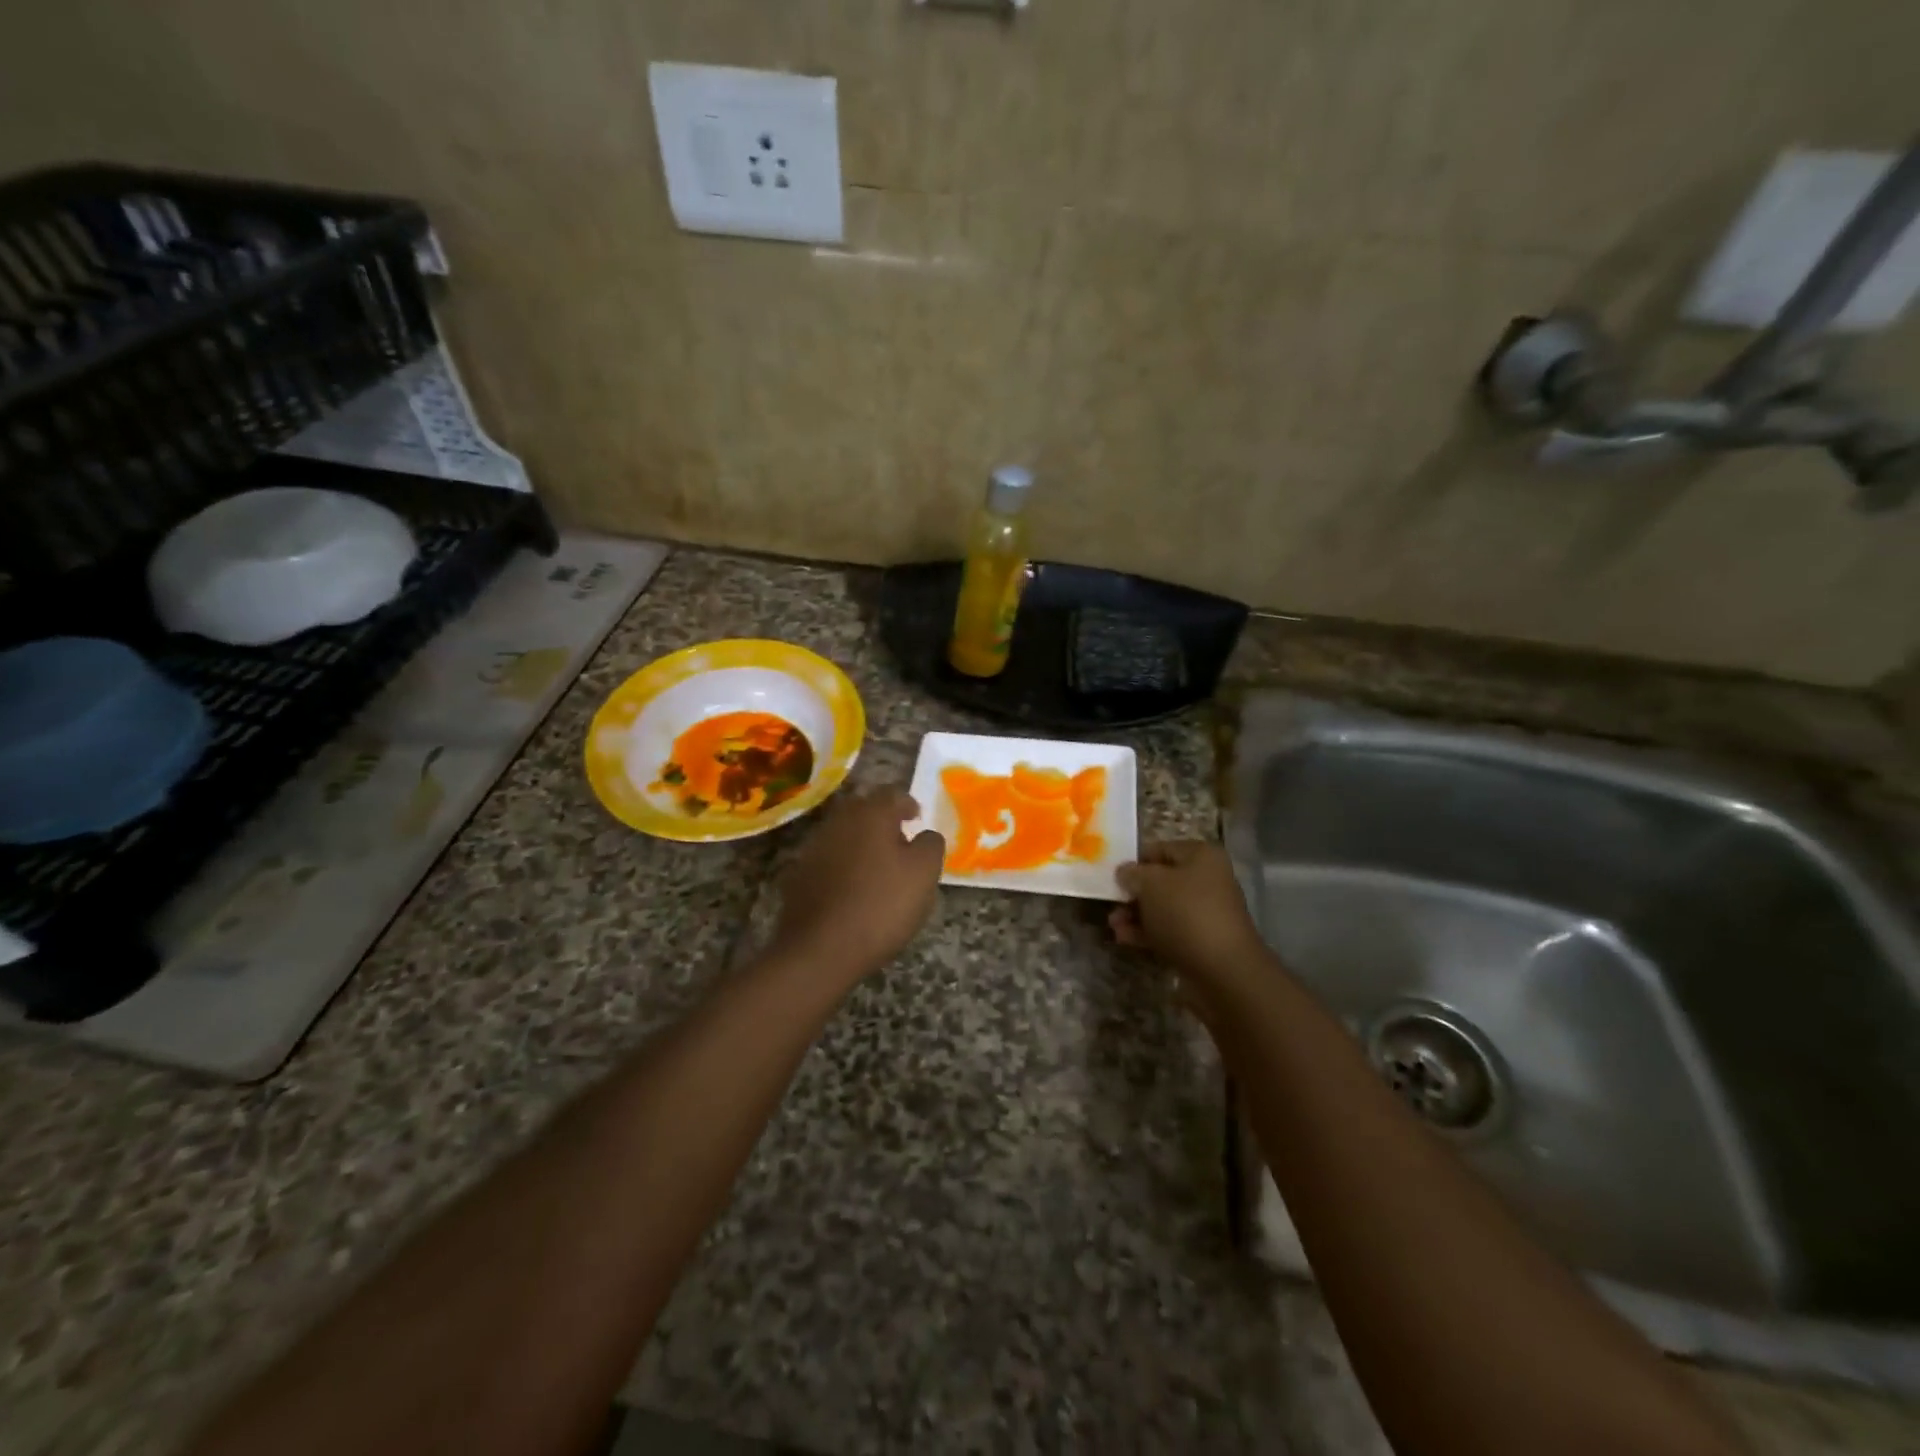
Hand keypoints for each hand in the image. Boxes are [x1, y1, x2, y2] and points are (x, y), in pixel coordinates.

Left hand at [772, 788, 945, 981]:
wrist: (820, 949)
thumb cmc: (882, 905)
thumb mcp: (924, 874)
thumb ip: (930, 845)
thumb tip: (925, 834)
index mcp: (871, 814)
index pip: (893, 794)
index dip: (908, 804)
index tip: (917, 819)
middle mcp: (839, 822)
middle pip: (864, 811)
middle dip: (882, 822)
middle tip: (900, 842)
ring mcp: (814, 848)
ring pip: (844, 835)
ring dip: (861, 844)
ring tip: (878, 869)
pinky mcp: (799, 876)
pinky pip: (828, 861)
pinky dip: (842, 867)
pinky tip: (852, 890)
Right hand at [1111, 841, 1268, 988]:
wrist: (1223, 971)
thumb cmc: (1186, 913)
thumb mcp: (1151, 884)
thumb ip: (1133, 874)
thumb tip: (1125, 872)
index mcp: (1202, 856)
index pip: (1160, 849)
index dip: (1134, 861)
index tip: (1111, 875)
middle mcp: (1208, 880)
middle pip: (1161, 881)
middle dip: (1133, 893)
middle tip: (1110, 903)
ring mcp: (1206, 913)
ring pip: (1162, 908)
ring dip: (1136, 915)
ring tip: (1113, 925)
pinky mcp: (1201, 941)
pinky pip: (1169, 931)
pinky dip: (1146, 933)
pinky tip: (1125, 939)